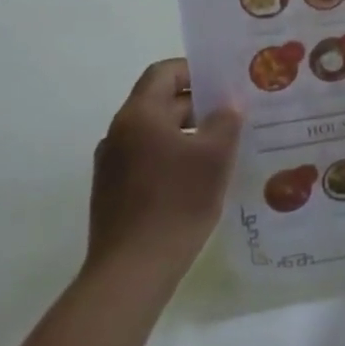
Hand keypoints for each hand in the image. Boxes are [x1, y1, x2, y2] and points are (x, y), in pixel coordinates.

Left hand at [86, 60, 240, 283]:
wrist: (130, 275)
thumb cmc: (175, 202)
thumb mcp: (215, 155)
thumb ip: (226, 120)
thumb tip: (228, 104)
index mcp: (138, 115)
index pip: (164, 72)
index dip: (194, 70)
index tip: (223, 82)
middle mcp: (118, 134)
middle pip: (160, 102)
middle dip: (197, 105)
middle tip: (233, 114)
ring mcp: (111, 166)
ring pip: (155, 134)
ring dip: (186, 134)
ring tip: (221, 147)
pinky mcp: (112, 195)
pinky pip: (147, 160)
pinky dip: (172, 159)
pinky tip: (198, 179)